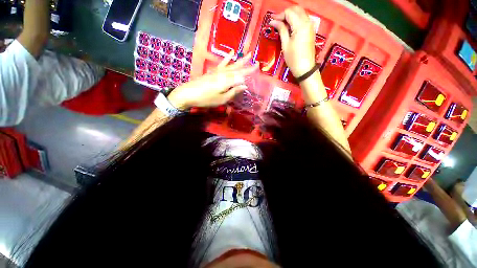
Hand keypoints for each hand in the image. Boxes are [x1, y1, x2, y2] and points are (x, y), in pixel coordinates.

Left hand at [168, 51, 257, 109]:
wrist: (188, 94)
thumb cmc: (206, 99)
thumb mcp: (222, 99)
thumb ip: (233, 92)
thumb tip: (244, 86)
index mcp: (227, 81)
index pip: (241, 75)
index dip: (249, 72)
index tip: (257, 67)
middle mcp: (223, 74)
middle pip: (237, 68)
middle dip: (246, 64)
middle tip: (254, 59)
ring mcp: (217, 72)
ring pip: (231, 65)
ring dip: (239, 60)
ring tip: (246, 55)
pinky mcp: (212, 72)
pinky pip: (222, 64)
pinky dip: (227, 59)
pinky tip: (230, 54)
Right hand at [270, 6, 316, 77]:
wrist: (305, 68)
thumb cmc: (293, 58)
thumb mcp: (285, 44)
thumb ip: (281, 30)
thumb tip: (273, 21)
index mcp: (300, 25)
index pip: (289, 13)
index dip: (279, 15)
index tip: (272, 21)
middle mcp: (307, 22)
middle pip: (296, 10)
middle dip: (285, 13)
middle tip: (276, 22)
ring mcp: (310, 25)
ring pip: (300, 13)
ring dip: (290, 15)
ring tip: (281, 24)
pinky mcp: (311, 30)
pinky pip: (303, 19)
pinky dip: (295, 19)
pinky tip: (289, 27)